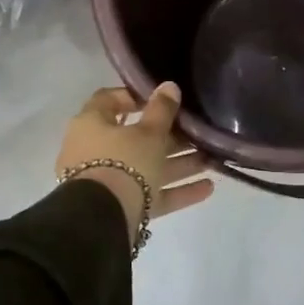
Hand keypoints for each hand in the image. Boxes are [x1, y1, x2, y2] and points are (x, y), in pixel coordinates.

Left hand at [57, 84, 214, 241]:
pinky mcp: (121, 206)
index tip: (163, 99)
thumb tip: (169, 86)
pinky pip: (151, 194)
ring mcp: (108, 181)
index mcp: (92, 124)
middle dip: (171, 137)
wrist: (103, 219)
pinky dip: (177, 190)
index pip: (110, 100)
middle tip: (198, 133)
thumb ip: (162, 109)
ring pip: (147, 167)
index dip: (135, 97)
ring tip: (211, 160)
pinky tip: (208, 188)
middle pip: (136, 138)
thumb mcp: (148, 132)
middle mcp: (95, 150)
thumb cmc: (123, 161)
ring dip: (179, 164)